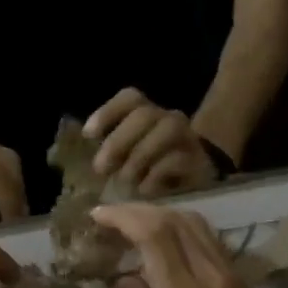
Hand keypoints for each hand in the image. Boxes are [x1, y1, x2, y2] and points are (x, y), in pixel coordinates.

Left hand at [84, 89, 224, 196]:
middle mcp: (168, 119)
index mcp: (147, 113)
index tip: (89, 135)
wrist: (199, 180)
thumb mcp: (129, 157)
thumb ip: (111, 152)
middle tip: (101, 168)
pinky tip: (144, 189)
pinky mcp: (199, 159)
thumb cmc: (154, 167)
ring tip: (125, 180)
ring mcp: (187, 137)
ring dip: (139, 156)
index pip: (130, 98)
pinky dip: (156, 175)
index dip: (108, 112)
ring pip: (167, 129)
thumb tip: (88, 162)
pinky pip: (178, 159)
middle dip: (119, 140)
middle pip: (144, 115)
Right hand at [90, 205, 279, 287]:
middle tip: (111, 215)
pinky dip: (180, 226)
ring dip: (161, 213)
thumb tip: (119, 273)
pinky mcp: (237, 273)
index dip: (124, 217)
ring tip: (134, 221)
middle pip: (174, 219)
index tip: (99, 215)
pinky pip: (206, 235)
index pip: (154, 235)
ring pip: (194, 221)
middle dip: (138, 210)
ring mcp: (228, 270)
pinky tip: (163, 235)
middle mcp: (209, 273)